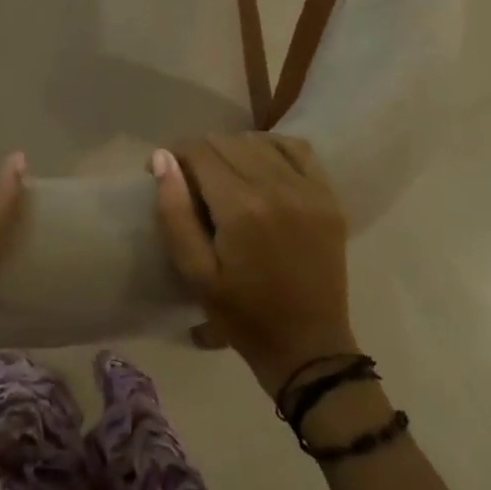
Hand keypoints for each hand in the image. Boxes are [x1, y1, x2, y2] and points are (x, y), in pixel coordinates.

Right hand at [152, 135, 357, 394]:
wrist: (308, 347)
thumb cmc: (243, 315)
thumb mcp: (194, 272)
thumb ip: (174, 212)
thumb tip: (162, 158)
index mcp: (241, 208)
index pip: (198, 151)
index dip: (173, 155)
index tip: (161, 172)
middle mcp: (277, 187)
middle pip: (226, 141)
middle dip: (199, 153)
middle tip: (190, 181)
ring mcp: (309, 190)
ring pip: (258, 141)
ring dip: (232, 149)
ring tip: (222, 175)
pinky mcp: (329, 197)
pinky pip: (297, 149)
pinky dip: (272, 146)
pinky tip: (259, 163)